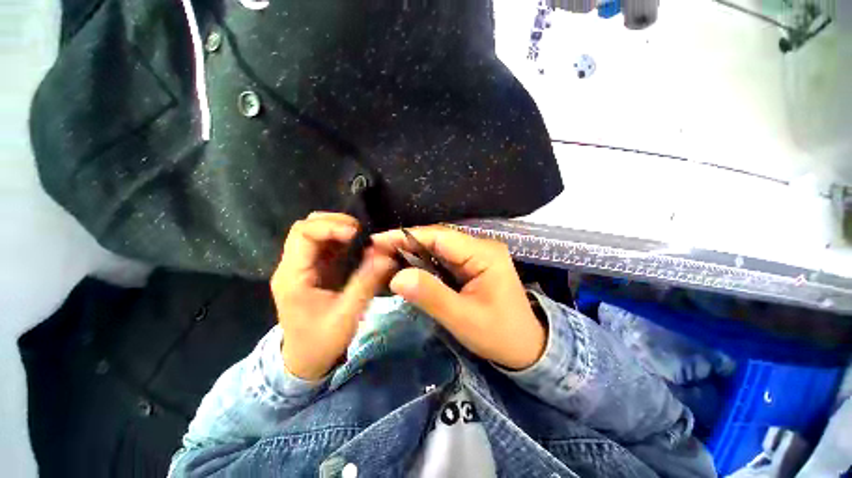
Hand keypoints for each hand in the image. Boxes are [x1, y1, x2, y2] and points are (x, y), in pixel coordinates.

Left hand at [271, 212, 396, 379]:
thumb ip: (366, 283)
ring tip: (362, 237)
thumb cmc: (320, 342)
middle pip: (306, 227)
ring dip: (338, 229)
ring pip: (315, 233)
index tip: (358, 234)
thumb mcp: (347, 315)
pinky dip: (341, 240)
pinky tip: (357, 247)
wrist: (303, 361)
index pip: (304, 234)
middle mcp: (293, 266)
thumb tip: (387, 257)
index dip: (331, 227)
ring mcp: (302, 267)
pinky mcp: (313, 270)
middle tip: (361, 232)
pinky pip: (325, 245)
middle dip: (335, 223)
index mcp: (292, 276)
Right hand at [371, 226, 545, 370]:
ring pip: (437, 248)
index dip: (406, 237)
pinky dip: (422, 264)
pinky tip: (406, 269)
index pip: (439, 236)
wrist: (526, 347)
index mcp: (484, 253)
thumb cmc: (499, 335)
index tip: (377, 241)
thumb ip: (431, 296)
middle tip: (376, 253)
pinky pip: (442, 259)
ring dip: (412, 254)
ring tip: (385, 260)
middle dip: (406, 245)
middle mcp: (480, 247)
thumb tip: (397, 277)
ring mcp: (476, 255)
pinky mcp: (471, 265)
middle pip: (437, 239)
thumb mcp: (463, 319)